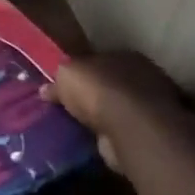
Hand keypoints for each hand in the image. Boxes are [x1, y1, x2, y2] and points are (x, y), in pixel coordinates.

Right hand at [39, 52, 183, 171]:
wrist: (129, 128)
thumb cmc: (98, 90)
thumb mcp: (66, 74)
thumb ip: (58, 78)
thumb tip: (46, 89)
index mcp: (125, 56)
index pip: (99, 59)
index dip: (80, 69)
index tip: (62, 82)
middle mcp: (142, 77)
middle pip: (108, 82)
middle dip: (90, 92)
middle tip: (65, 104)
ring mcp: (148, 106)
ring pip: (115, 107)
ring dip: (99, 115)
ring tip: (74, 124)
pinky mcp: (147, 132)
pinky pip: (119, 128)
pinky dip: (107, 132)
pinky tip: (89, 137)